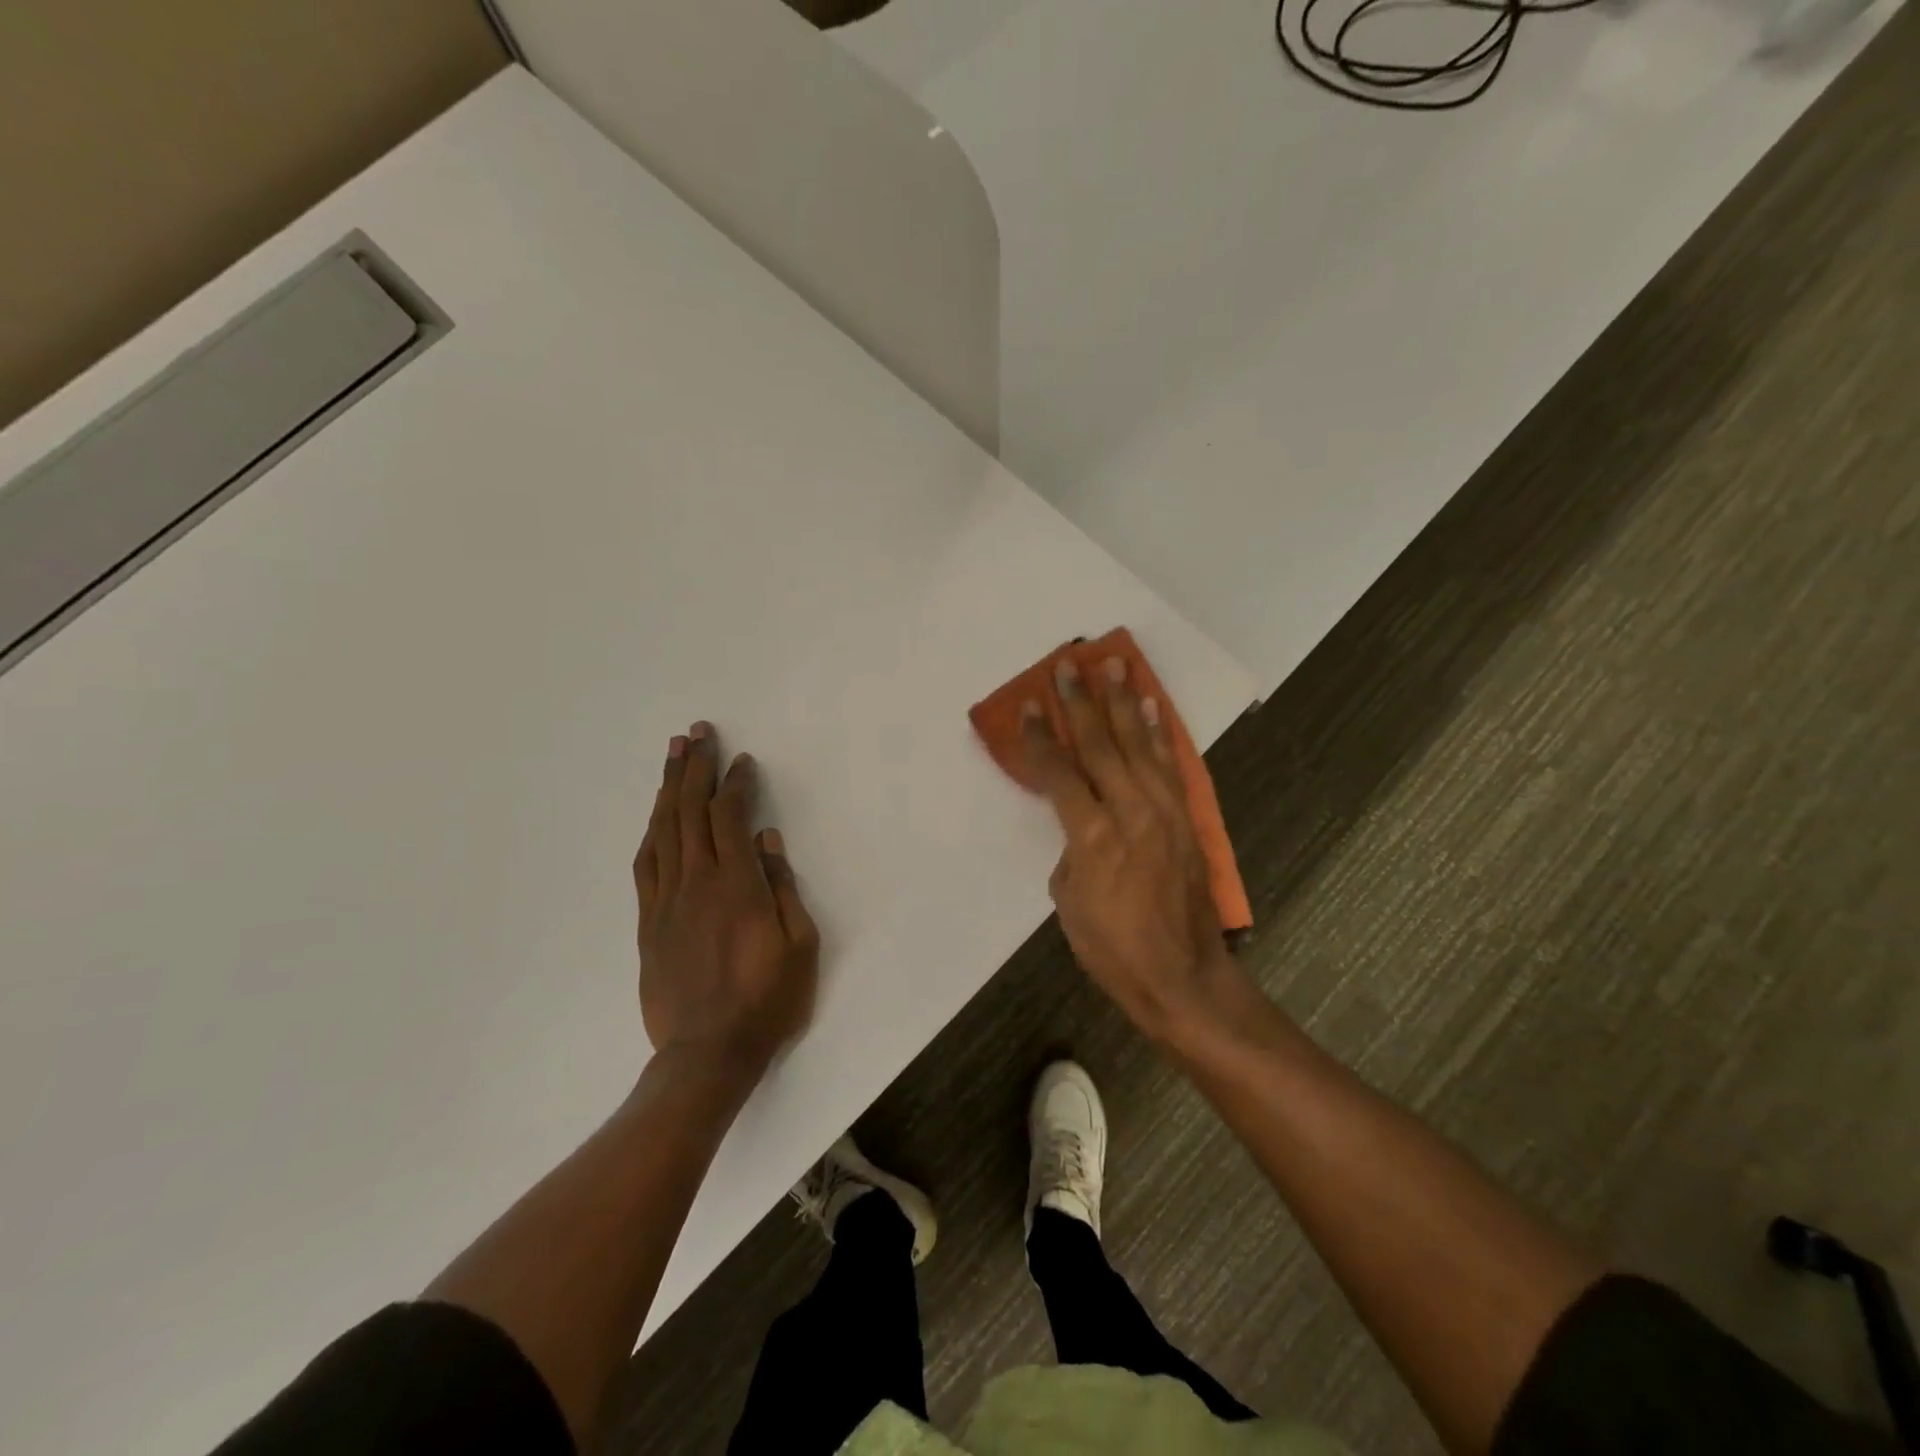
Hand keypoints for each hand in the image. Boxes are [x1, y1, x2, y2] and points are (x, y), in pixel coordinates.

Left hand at [635, 722, 819, 1083]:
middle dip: (694, 768)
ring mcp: (666, 901)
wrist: (708, 1053)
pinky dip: (651, 832)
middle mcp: (697, 882)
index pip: (730, 817)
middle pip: (690, 811)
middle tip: (697, 733)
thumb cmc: (767, 999)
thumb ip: (782, 886)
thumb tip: (767, 838)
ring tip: (673, 755)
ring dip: (668, 788)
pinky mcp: (648, 922)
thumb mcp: (799, 944)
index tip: (742, 761)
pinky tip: (656, 815)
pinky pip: (645, 865)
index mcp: (737, 885)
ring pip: (663, 831)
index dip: (735, 783)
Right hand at [1023, 657, 1243, 1046]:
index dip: (1042, 737)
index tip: (1031, 703)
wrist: (1182, 976)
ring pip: (1138, 745)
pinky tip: (1151, 707)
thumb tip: (1082, 830)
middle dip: (1081, 702)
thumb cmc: (1113, 949)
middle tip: (1068, 664)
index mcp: (1092, 837)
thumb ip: (1071, 855)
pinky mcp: (1186, 819)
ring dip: (1123, 702)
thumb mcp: (1069, 905)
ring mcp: (1164, 812)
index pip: (1059, 773)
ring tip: (1114, 664)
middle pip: (1100, 745)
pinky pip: (1169, 765)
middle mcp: (1130, 812)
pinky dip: (1158, 733)